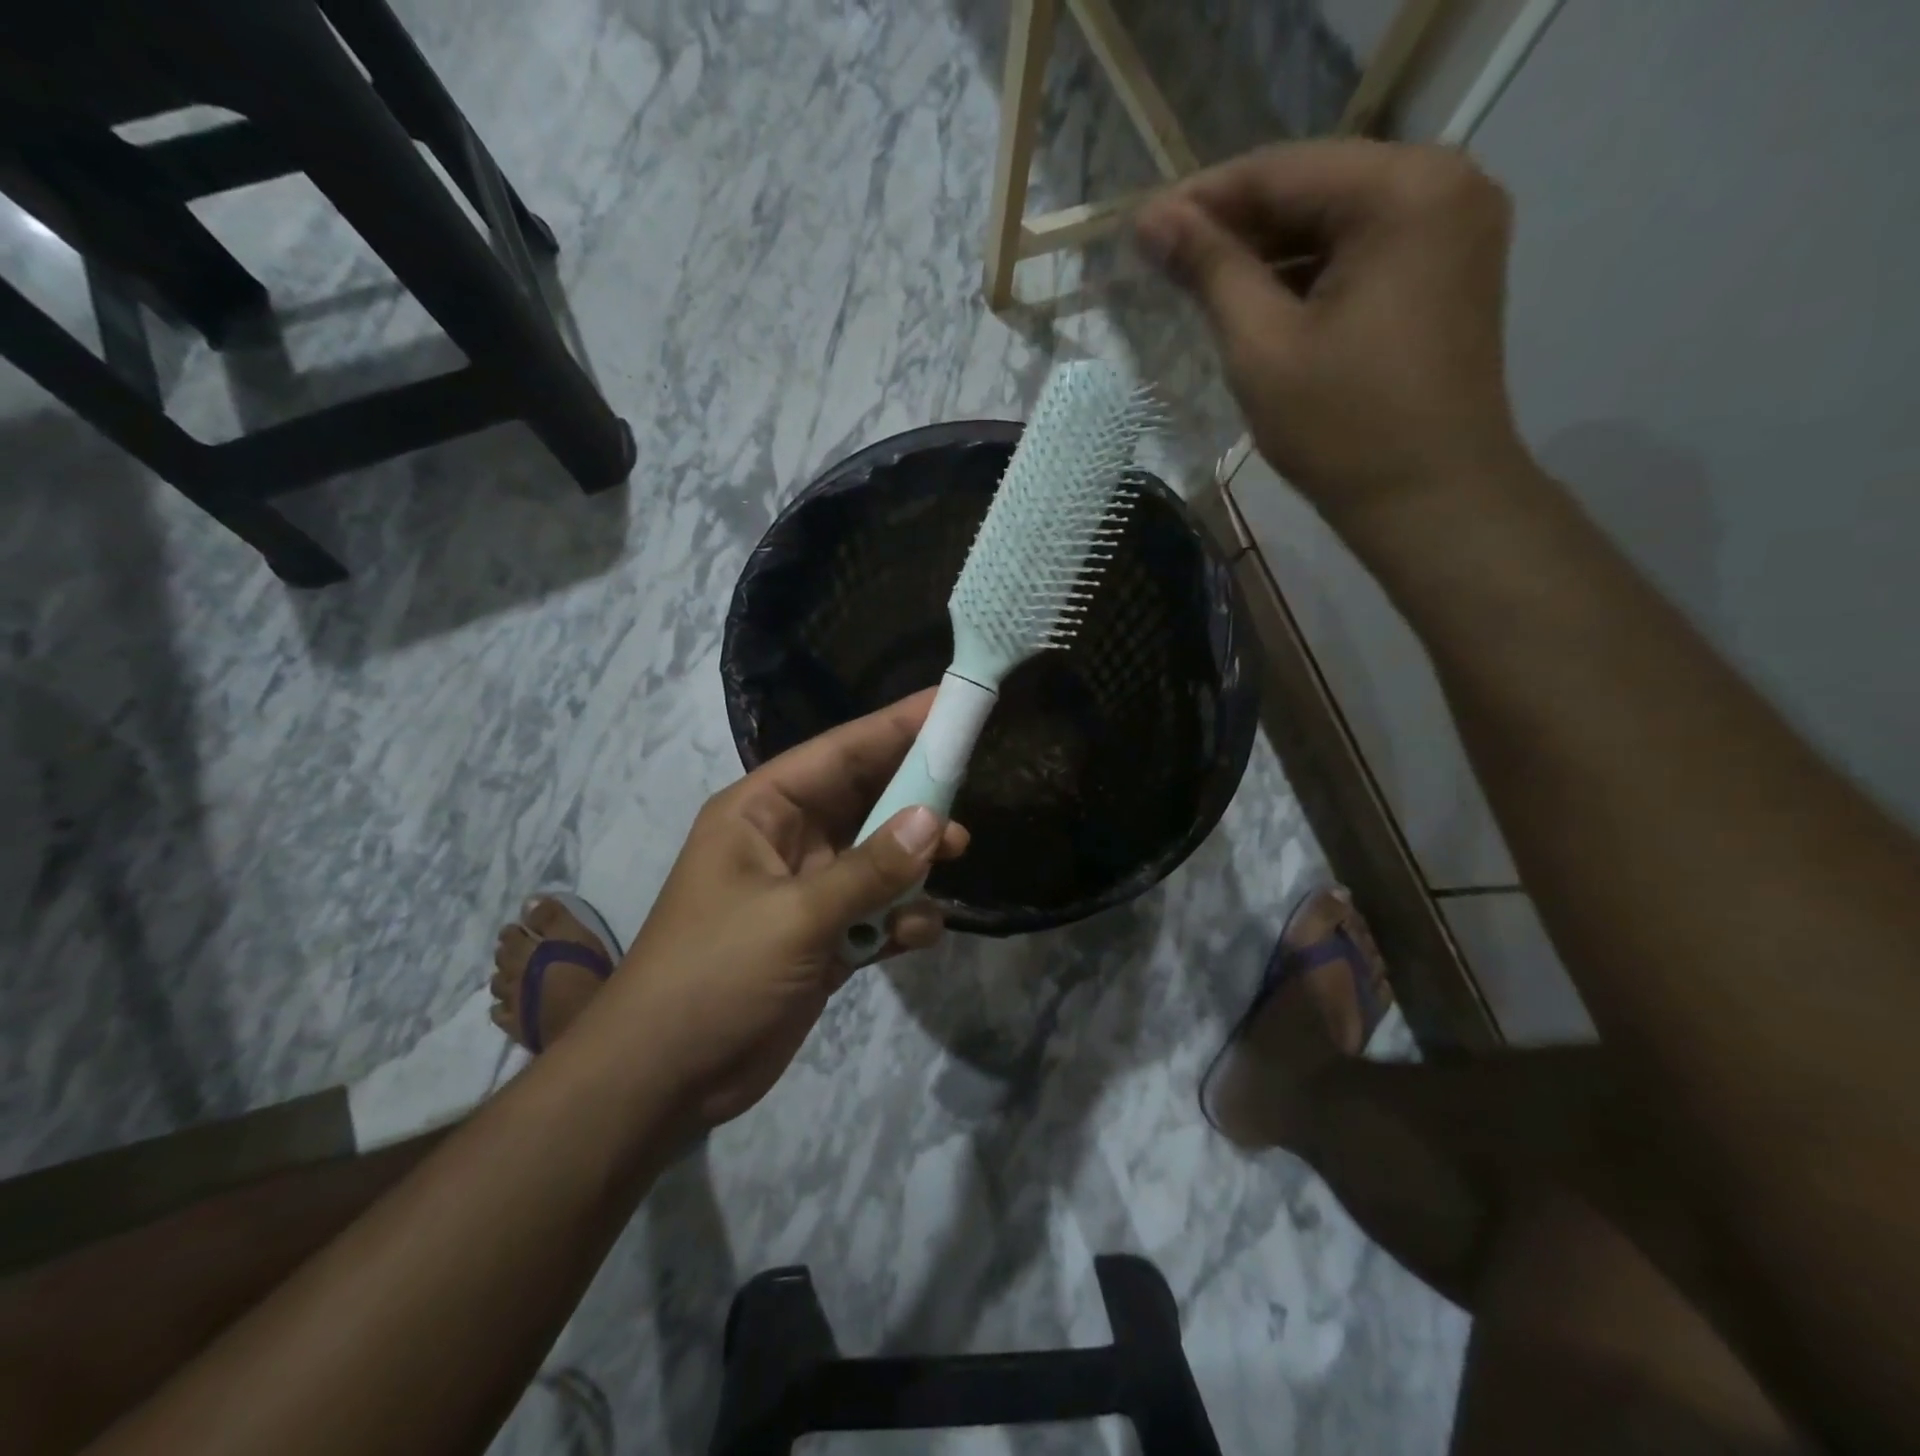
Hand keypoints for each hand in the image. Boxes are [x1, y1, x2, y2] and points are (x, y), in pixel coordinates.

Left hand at [589, 691, 968, 1129]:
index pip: (839, 753)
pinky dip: (901, 917)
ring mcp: (806, 891)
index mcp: (761, 812)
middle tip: (967, 788)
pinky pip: (875, 911)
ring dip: (915, 860)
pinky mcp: (822, 938)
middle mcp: (786, 841)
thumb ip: (870, 869)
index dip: (896, 726)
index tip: (950, 704)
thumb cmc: (714, 975)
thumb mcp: (795, 916)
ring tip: (957, 858)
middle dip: (915, 795)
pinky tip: (919, 933)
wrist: (663, 1081)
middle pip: (864, 799)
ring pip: (877, 856)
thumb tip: (936, 821)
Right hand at [1136, 140, 1528, 532]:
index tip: (1141, 229)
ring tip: (1198, 283)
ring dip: (1266, 253)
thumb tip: (1152, 220)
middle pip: (1312, 188)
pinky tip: (1256, 300)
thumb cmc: (1342, 429)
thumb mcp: (1262, 346)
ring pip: (1335, 222)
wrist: (1430, 500)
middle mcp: (1444, 185)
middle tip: (1163, 260)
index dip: (1202, 198)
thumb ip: (1209, 271)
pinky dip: (1306, 274)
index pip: (1281, 170)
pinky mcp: (1448, 271)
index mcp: (1404, 191)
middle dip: (1234, 226)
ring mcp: (1454, 228)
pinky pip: (1362, 252)